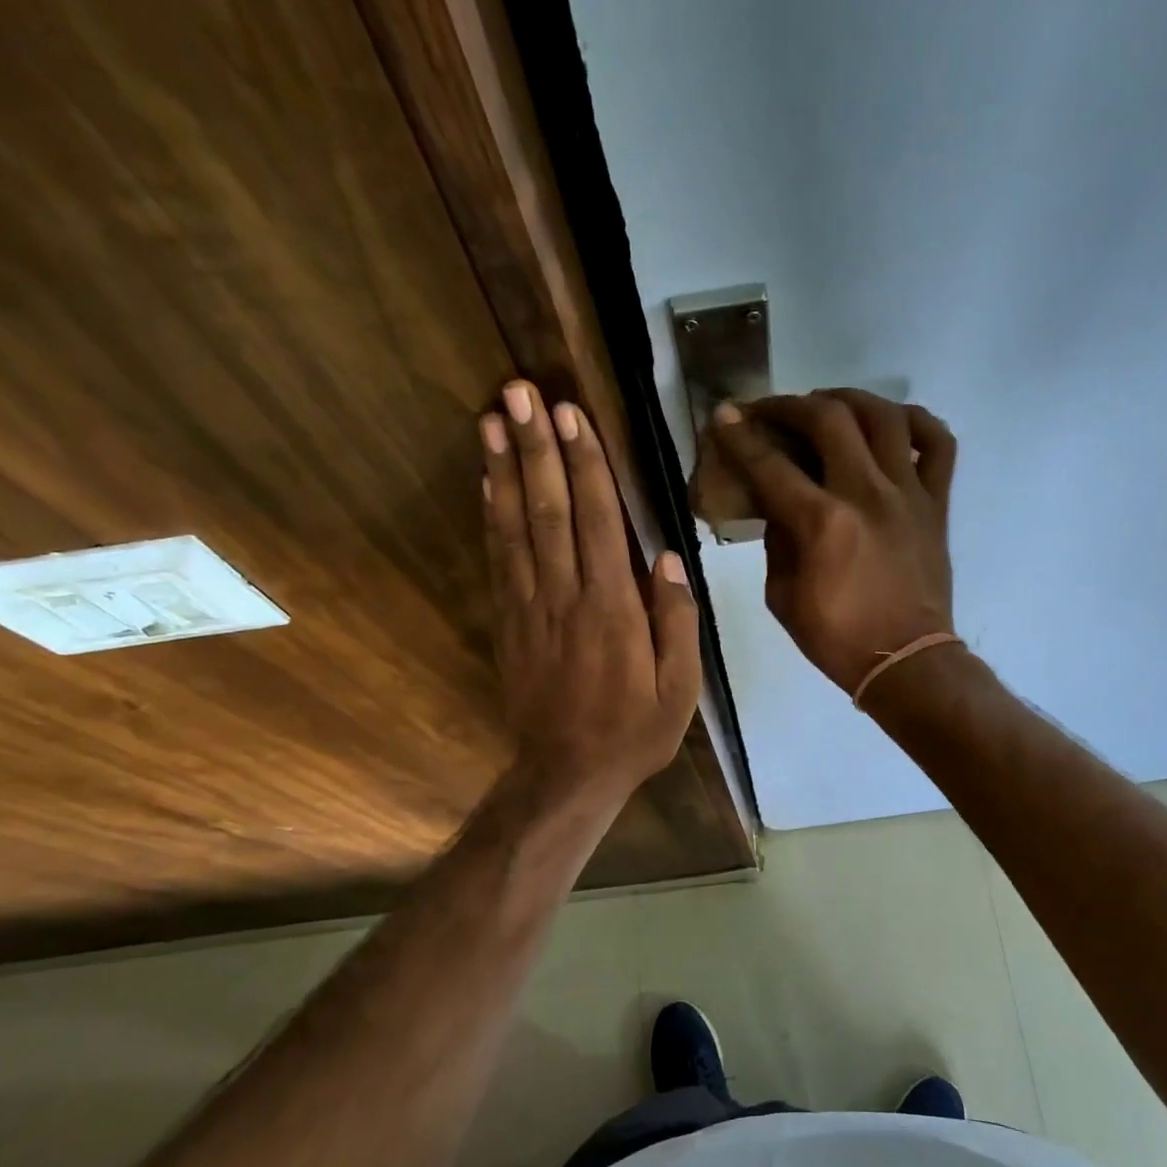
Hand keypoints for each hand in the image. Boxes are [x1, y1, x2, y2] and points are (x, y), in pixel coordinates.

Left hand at [482, 380, 700, 802]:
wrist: (567, 774)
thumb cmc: (634, 732)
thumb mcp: (680, 689)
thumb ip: (676, 622)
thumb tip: (667, 558)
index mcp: (614, 610)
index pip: (599, 523)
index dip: (586, 466)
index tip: (571, 416)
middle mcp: (566, 597)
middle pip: (550, 511)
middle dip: (536, 448)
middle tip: (519, 392)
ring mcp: (531, 608)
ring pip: (516, 527)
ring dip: (504, 470)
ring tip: (491, 419)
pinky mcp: (509, 622)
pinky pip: (498, 560)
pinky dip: (491, 516)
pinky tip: (486, 483)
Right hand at [709, 389, 955, 696]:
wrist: (906, 661)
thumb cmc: (837, 639)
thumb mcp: (783, 598)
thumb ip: (777, 543)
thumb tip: (779, 507)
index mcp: (821, 524)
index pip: (772, 465)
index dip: (741, 437)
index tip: (724, 416)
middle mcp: (866, 495)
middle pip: (828, 420)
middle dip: (790, 405)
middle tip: (771, 411)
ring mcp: (908, 494)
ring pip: (884, 416)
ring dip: (848, 399)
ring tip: (827, 406)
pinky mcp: (936, 503)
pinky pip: (937, 443)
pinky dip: (916, 421)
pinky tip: (892, 422)